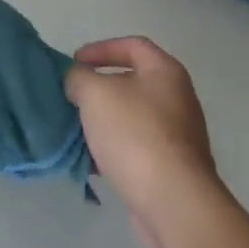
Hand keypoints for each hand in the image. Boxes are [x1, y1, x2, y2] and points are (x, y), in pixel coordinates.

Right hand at [65, 37, 219, 247]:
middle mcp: (177, 99)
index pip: (133, 45)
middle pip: (132, 82)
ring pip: (130, 118)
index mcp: (165, 72)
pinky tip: (90, 162)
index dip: (101, 48)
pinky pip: (135, 148)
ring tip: (74, 131)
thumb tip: (76, 80)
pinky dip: (112, 150)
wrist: (173, 202)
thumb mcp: (96, 94)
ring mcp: (177, 136)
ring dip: (102, 122)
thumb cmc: (135, 135)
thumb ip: (79, 78)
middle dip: (98, 88)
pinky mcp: (170, 168)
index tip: (75, 62)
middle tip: (71, 97)